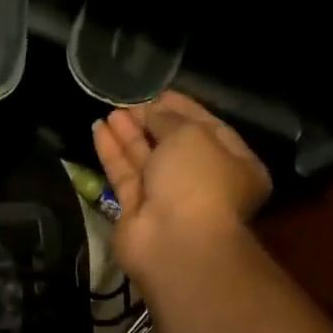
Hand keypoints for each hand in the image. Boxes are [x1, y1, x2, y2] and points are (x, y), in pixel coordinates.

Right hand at [93, 91, 270, 281]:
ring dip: (128, 135)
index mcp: (235, 165)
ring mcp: (169, 199)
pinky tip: (98, 128)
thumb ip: (168, 118)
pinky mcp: (138, 211)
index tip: (158, 91)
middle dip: (151, 122)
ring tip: (110, 111)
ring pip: (146, 160)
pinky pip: (125, 175)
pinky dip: (112, 152)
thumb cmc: (198, 180)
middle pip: (174, 145)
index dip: (183, 108)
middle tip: (129, 102)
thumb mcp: (191, 135)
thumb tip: (151, 110)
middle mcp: (204, 182)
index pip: (210, 127)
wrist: (177, 241)